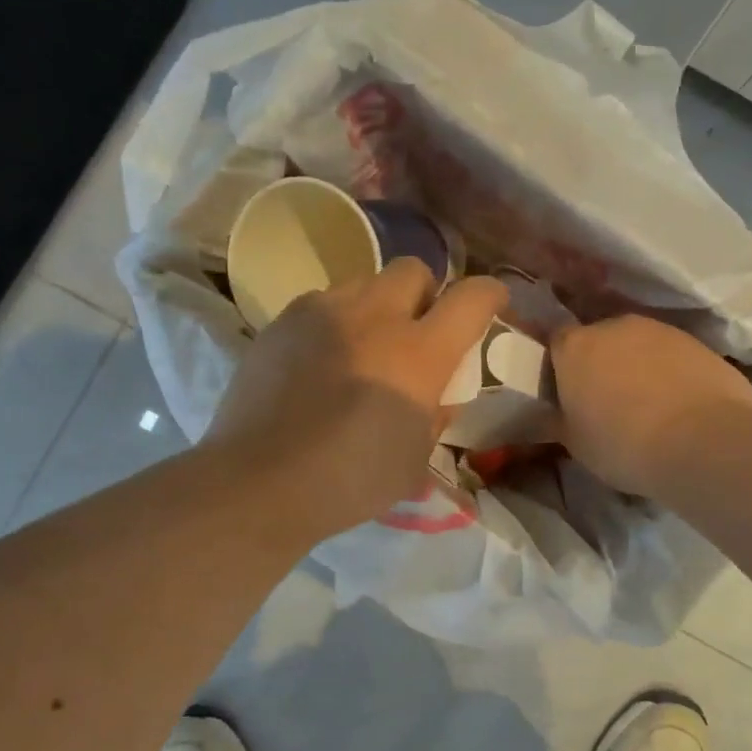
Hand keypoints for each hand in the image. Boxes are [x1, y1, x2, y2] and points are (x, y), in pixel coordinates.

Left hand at [205, 260, 507, 544]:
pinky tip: (323, 359)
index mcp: (419, 353)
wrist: (260, 482)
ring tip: (365, 345)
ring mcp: (323, 312)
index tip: (492, 306)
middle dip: (425, 293)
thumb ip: (436, 416)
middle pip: (414, 269)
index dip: (490, 295)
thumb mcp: (415, 460)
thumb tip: (441, 395)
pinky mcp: (282, 321)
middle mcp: (375, 316)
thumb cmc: (351, 480)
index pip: (472, 297)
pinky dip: (336, 321)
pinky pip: (322, 302)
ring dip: (378, 305)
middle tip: (417, 331)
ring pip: (365, 282)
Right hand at [551, 315, 751, 496]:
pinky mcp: (696, 341)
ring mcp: (659, 330)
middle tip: (606, 402)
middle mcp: (614, 326)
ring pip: (638, 345)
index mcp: (575, 347)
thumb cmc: (623, 443)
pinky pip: (671, 355)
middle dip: (600, 364)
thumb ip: (556, 421)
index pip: (556, 342)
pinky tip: (678, 404)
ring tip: (647, 405)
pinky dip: (669, 372)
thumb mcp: (575, 443)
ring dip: (636, 366)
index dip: (559, 367)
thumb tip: (546, 416)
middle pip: (599, 339)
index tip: (566, 395)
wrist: (703, 440)